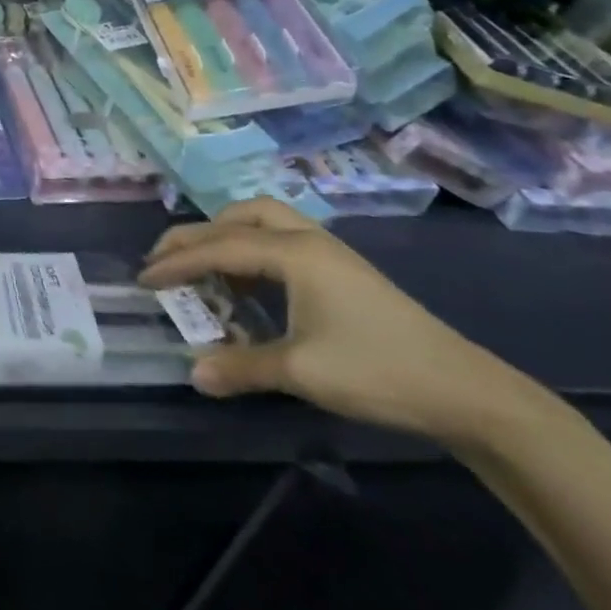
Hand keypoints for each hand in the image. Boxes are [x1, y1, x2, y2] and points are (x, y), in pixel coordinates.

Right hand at [138, 199, 545, 448]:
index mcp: (294, 253)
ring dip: (226, 236)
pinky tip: (250, 285)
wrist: (467, 391)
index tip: (144, 277)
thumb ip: (242, 367)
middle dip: (196, 235)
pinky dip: (252, 250)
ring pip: (263, 221)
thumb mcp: (303, 372)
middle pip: (238, 217)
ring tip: (206, 269)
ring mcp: (329, 251)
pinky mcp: (342, 270)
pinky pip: (281, 240)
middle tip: (166, 260)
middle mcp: (307, 239)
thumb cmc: (378, 371)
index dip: (177, 261)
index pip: (219, 247)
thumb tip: (193, 373)